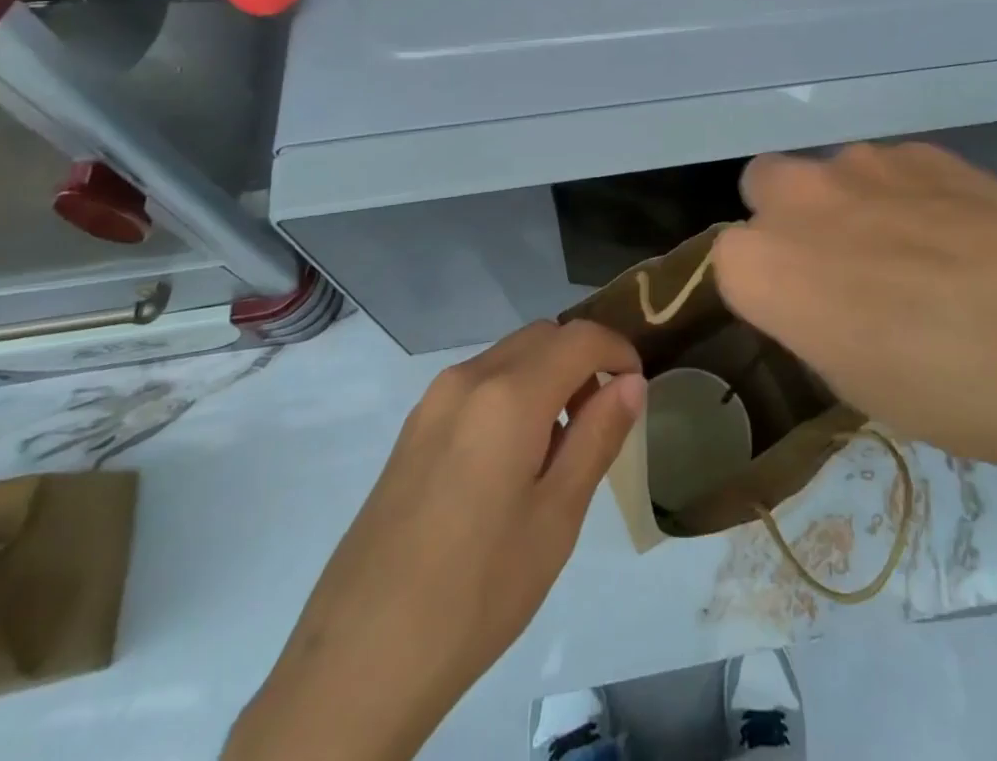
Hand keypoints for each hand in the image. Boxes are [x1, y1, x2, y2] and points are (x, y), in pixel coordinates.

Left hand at [225, 320, 644, 760]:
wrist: (359, 660)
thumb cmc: (477, 590)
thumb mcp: (556, 517)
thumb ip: (598, 436)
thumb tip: (631, 382)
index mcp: (508, 394)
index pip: (580, 337)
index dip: (619, 351)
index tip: (637, 389)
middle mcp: (468, 378)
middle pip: (543, 337)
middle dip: (583, 359)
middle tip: (603, 418)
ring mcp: (432, 402)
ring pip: (509, 356)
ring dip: (548, 375)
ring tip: (561, 444)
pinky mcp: (413, 430)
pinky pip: (478, 383)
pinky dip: (513, 393)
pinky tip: (513, 459)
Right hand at [710, 141, 996, 492]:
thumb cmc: (945, 393)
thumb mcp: (852, 382)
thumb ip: (812, 318)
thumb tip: (821, 295)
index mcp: (762, 265)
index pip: (729, 257)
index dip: (765, 284)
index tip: (799, 310)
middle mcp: (799, 198)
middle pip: (764, 184)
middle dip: (788, 216)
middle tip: (840, 265)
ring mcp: (863, 163)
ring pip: (833, 171)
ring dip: (852, 202)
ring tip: (916, 252)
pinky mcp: (923, 149)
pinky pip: (892, 166)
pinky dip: (907, 191)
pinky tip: (957, 233)